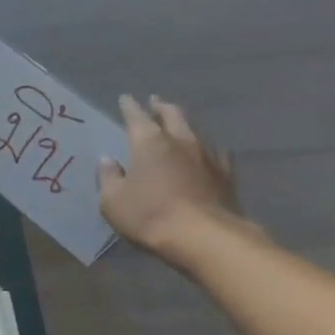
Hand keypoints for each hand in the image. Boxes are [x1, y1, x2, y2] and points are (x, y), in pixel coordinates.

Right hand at [98, 94, 249, 266]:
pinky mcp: (226, 173)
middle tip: (155, 101)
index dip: (129, 107)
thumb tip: (108, 161)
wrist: (202, 236)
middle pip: (172, 114)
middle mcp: (181, 140)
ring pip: (195, 130)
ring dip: (184, 125)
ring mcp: (207, 155)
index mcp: (149, 142)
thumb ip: (109, 178)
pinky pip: (214, 152)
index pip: (136, 117)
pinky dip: (205, 148)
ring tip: (179, 125)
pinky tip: (205, 153)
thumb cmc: (149, 216)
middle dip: (161, 107)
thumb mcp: (113, 201)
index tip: (125, 98)